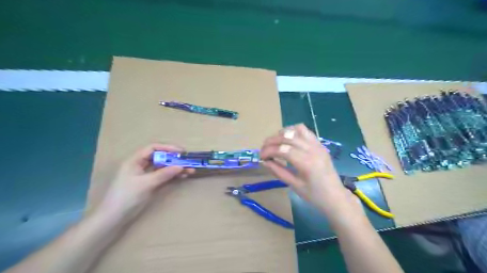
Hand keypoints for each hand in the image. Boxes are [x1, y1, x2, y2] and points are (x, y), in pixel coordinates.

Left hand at [95, 144, 193, 224]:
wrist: (114, 218)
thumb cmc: (127, 197)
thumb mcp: (146, 184)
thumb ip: (164, 174)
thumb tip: (181, 166)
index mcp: (135, 160)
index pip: (153, 148)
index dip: (167, 148)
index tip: (181, 152)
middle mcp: (141, 165)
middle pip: (160, 157)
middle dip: (174, 159)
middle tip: (188, 161)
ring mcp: (146, 175)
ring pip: (163, 167)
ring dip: (176, 168)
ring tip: (190, 170)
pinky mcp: (150, 184)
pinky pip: (163, 176)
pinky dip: (173, 176)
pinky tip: (182, 176)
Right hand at [261, 124, 362, 223]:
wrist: (336, 197)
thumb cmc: (314, 195)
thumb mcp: (294, 185)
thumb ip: (278, 171)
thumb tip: (264, 161)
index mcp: (306, 163)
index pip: (282, 149)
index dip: (268, 150)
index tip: (260, 156)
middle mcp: (312, 149)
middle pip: (287, 137)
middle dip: (271, 141)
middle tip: (263, 149)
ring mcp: (317, 145)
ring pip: (296, 130)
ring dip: (282, 134)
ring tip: (275, 143)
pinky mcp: (320, 144)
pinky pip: (305, 131)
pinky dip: (293, 131)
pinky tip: (288, 140)